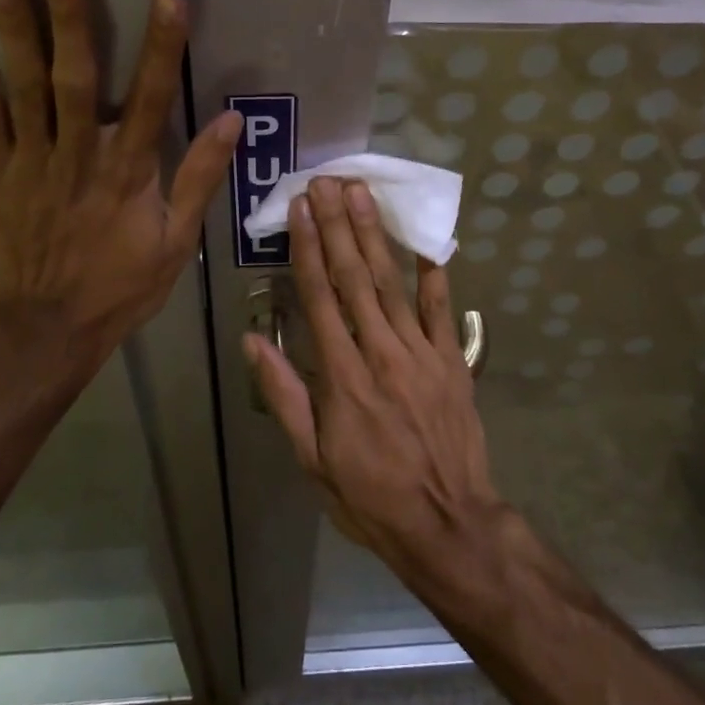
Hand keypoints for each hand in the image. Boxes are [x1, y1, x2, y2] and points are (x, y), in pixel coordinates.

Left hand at [0, 0, 239, 508]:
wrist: (46, 327)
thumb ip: (200, 177)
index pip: (152, 99)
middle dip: (69, 15)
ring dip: (14, 24)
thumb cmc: (120, 285)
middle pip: (75, 77)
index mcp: (129, 173)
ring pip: (23, 85)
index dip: (162, 47)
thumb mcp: (176, 241)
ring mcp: (31, 160)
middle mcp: (79, 155)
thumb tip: (231, 120)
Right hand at [246, 177, 504, 579]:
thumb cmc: (370, 496)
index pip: (319, 297)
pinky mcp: (451, 360)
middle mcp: (380, 352)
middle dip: (338, 225)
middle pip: (354, 277)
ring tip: (362, 193)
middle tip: (328, 180)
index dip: (308, 248)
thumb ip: (285, 396)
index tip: (301, 209)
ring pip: (392, 282)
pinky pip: (441, 309)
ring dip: (375, 234)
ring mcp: (421, 353)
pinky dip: (433, 272)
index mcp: (341, 375)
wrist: (448, 524)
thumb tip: (253, 342)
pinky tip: (425, 239)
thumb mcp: (312, 459)